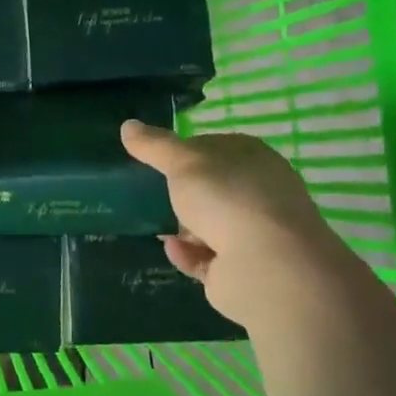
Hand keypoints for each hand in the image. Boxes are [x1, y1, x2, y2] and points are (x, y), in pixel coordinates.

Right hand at [121, 122, 345, 325]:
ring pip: (208, 225)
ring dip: (181, 227)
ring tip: (155, 226)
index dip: (184, 151)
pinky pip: (206, 258)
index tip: (155, 159)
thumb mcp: (183, 162)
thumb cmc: (228, 199)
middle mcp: (258, 193)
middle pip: (211, 188)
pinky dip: (187, 254)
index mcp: (252, 158)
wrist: (267, 267)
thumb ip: (154, 146)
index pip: (214, 147)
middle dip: (181, 193)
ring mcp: (253, 233)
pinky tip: (173, 249)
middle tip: (149, 194)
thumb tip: (128, 126)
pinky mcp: (243, 269)